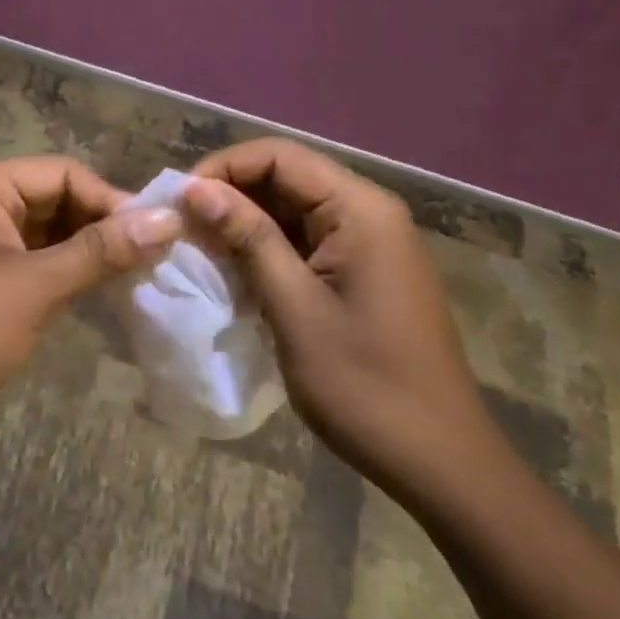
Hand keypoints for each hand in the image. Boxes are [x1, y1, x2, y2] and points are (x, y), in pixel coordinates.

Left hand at [0, 157, 181, 439]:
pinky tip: (97, 293)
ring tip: (135, 277)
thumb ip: (102, 250)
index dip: (113, 201)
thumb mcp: (37, 287)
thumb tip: (169, 219)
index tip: (159, 236)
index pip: (65, 173)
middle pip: (56, 198)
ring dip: (87, 251)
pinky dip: (64, 272)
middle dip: (101, 226)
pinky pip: (32, 259)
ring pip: (47, 232)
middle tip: (152, 260)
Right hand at [182, 139, 502, 495]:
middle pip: (287, 177)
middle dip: (231, 196)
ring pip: (293, 209)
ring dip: (246, 224)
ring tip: (201, 251)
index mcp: (360, 209)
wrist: (440, 462)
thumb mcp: (294, 308)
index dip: (223, 169)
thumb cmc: (365, 385)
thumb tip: (196, 188)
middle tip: (183, 229)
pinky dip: (269, 249)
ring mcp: (370, 242)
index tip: (179, 203)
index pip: (279, 156)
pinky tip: (237, 274)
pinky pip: (307, 239)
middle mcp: (368, 212)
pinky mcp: (364, 271)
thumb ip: (248, 238)